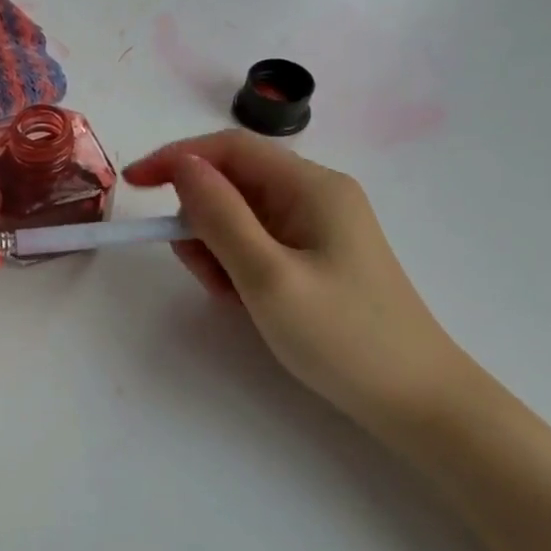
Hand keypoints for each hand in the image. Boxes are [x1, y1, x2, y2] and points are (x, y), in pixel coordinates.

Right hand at [125, 131, 480, 432]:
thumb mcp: (268, 276)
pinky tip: (245, 299)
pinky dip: (236, 263)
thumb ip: (220, 216)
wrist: (417, 402)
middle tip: (199, 269)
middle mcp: (315, 195)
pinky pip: (256, 242)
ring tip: (228, 294)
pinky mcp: (315, 255)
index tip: (133, 185)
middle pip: (233, 182)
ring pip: (239, 215)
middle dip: (200, 218)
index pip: (229, 148)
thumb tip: (182, 165)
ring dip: (216, 247)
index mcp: (311, 187)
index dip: (177, 158)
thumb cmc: (343, 337)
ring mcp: (317, 226)